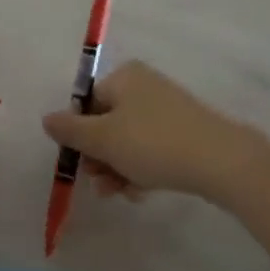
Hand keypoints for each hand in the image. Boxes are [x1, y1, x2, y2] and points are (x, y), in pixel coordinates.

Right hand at [41, 61, 252, 200]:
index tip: (81, 163)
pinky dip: (141, 169)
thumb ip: (69, 130)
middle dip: (99, 157)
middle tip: (100, 183)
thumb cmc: (153, 143)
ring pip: (128, 140)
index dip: (79, 135)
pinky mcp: (185, 132)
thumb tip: (47, 119)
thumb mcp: (102, 139)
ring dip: (117, 168)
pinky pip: (151, 148)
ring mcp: (167, 109)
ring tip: (120, 193)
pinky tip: (141, 191)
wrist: (222, 161)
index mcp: (123, 77)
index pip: (86, 104)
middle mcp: (144, 86)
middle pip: (106, 123)